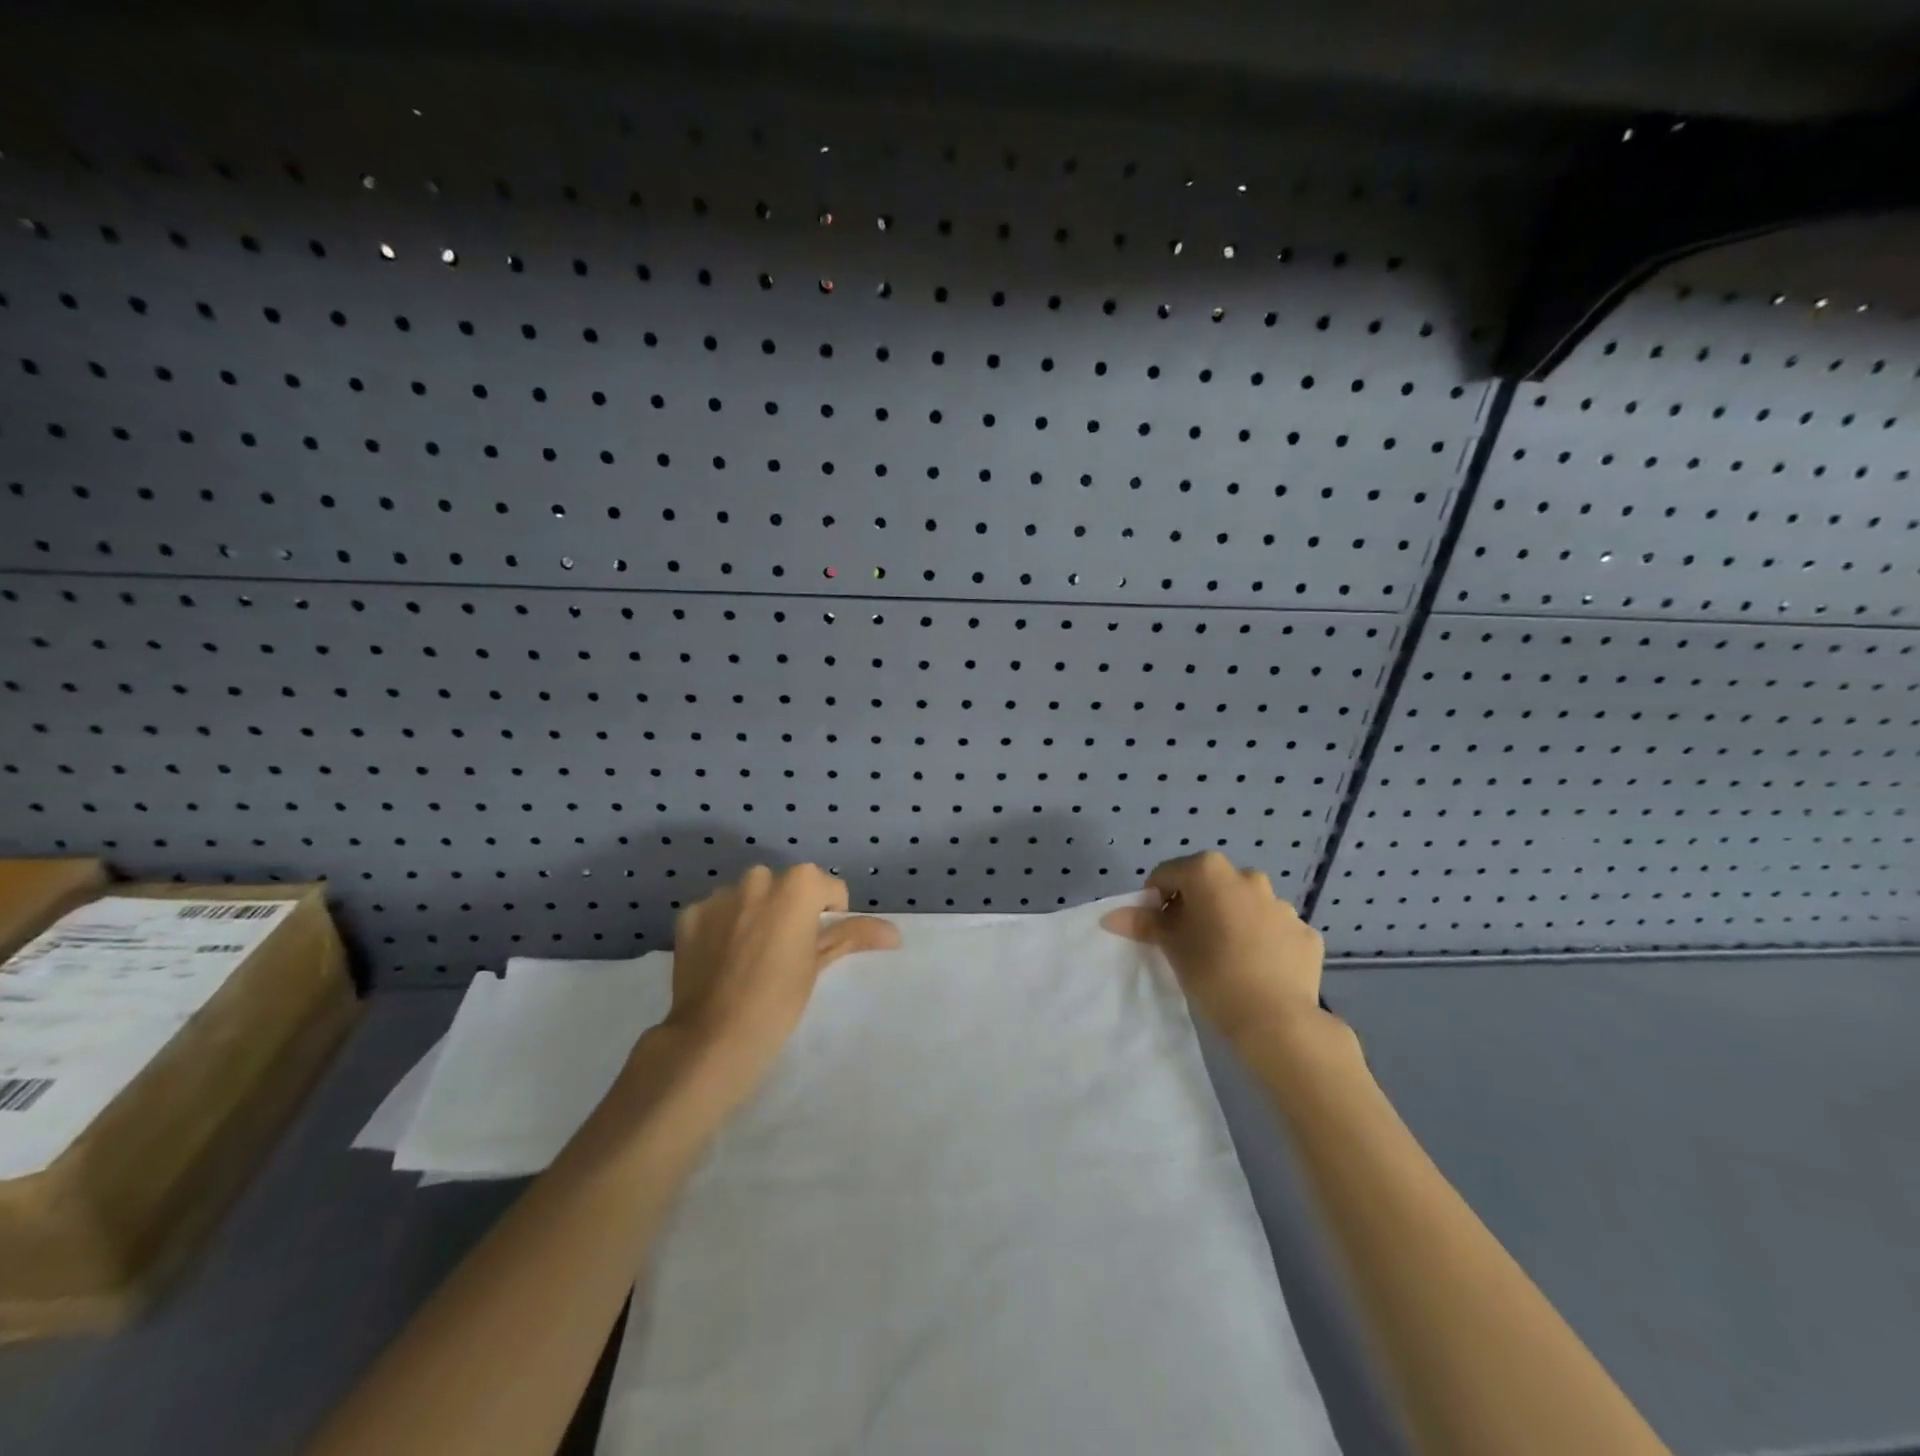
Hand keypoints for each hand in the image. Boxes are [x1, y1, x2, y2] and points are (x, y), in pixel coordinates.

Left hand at [664, 865, 898, 1090]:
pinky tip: (720, 960)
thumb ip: (853, 936)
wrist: (713, 1039)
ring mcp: (719, 895)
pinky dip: (721, 927)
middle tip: (785, 951)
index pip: (827, 888)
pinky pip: (716, 912)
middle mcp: (757, 878)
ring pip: (748, 896)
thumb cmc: (779, 1000)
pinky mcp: (689, 914)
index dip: (829, 915)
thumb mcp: (819, 964)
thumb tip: (895, 933)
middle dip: (788, 909)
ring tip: (749, 956)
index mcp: (797, 885)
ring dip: (754, 914)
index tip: (817, 946)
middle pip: (785, 886)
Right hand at [1102, 851, 1323, 1045]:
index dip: (1155, 899)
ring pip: (1245, 905)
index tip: (1155, 928)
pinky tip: (1257, 969)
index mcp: (1210, 871)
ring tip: (1226, 958)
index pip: (1168, 874)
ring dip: (1231, 920)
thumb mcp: (1171, 947)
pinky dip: (1262, 940)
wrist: (1277, 1020)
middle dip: (1196, 906)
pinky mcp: (1305, 932)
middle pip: (1209, 885)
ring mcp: (1282, 904)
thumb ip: (1143, 923)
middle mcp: (1248, 877)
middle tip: (1188, 942)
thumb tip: (1111, 916)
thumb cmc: (1213, 973)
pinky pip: (1273, 929)